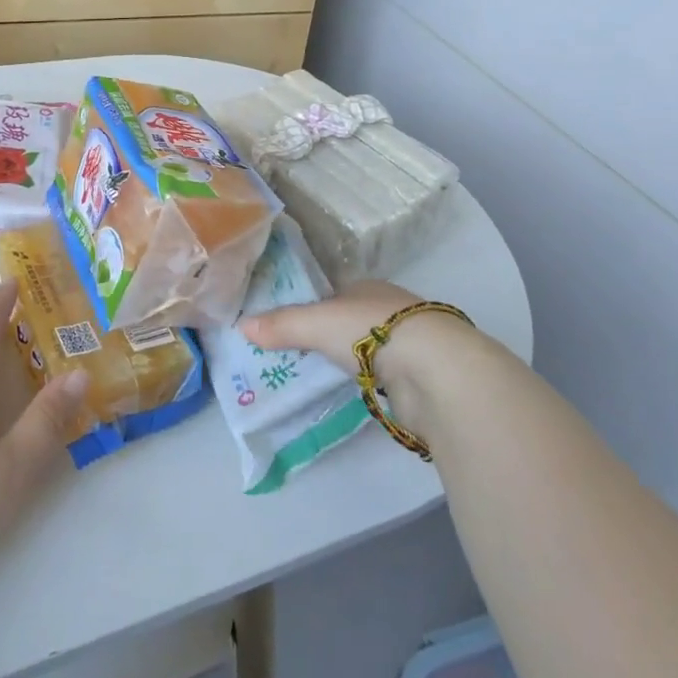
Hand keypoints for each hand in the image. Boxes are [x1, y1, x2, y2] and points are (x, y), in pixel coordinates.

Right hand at [242, 280, 485, 435]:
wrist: (435, 369)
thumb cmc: (372, 331)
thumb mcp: (316, 323)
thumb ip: (282, 325)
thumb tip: (241, 326)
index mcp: (367, 286)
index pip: (333, 293)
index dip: (311, 307)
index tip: (287, 326)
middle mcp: (389, 308)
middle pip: (350, 320)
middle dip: (329, 336)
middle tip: (295, 355)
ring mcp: (407, 341)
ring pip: (369, 349)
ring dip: (350, 360)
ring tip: (318, 376)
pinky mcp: (419, 375)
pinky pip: (382, 376)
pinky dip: (368, 382)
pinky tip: (354, 391)